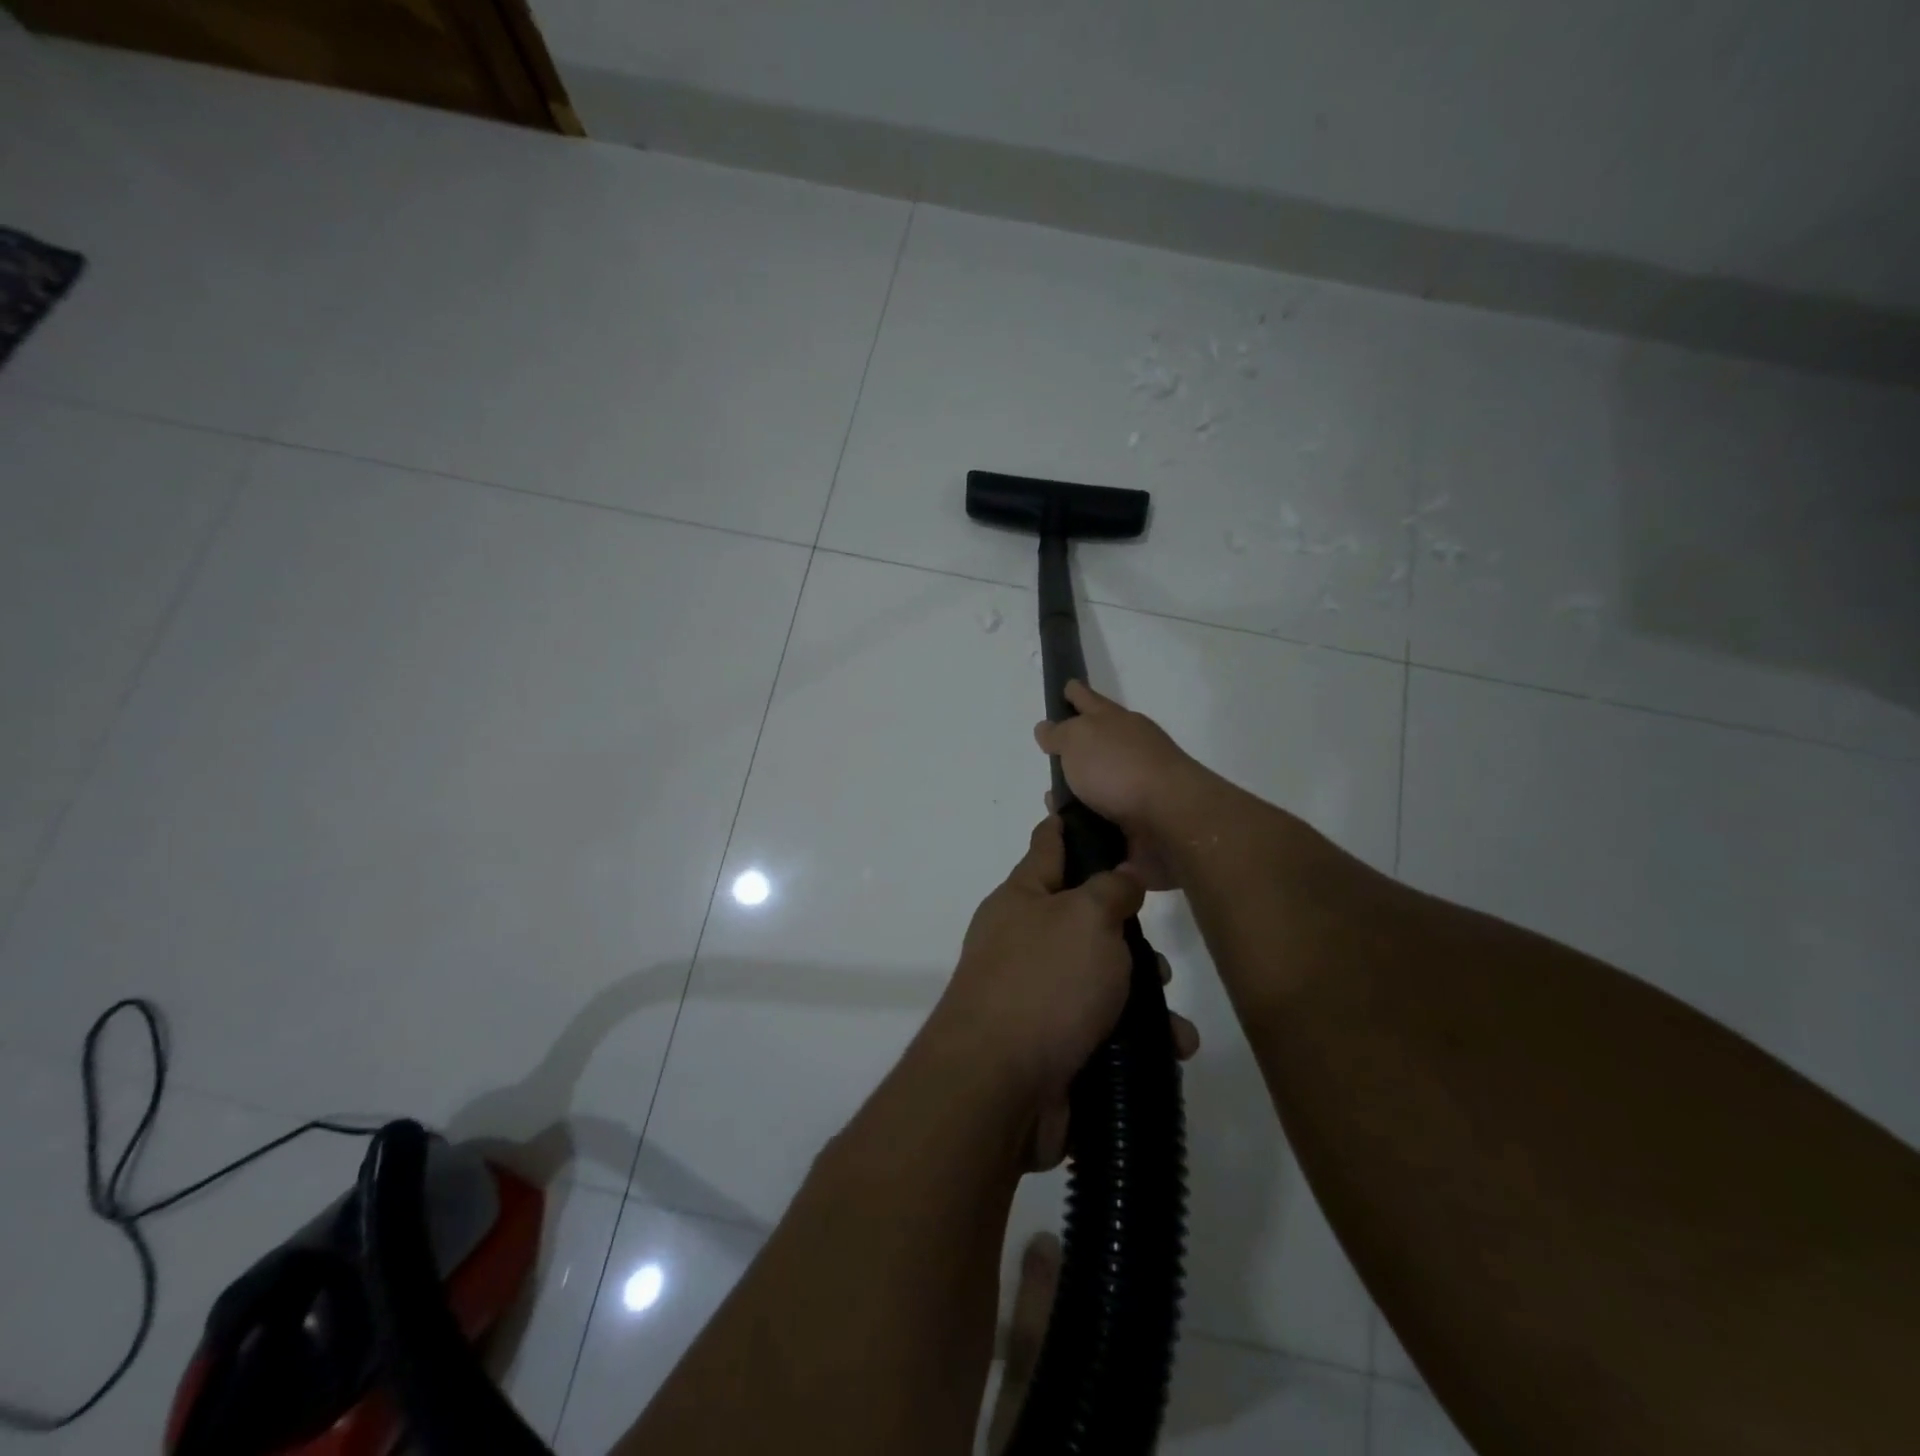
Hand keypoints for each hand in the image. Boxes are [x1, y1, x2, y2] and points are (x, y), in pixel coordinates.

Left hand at [929, 816, 1199, 1170]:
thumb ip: (1110, 890)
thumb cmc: (1044, 983)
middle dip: (1128, 934)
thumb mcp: (1085, 918)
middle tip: (1156, 952)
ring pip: (1101, 979)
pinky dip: (1137, 1038)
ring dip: (1142, 994)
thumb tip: (1121, 877)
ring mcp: (1036, 995)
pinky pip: (1104, 1029)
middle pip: (1084, 919)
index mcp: (1022, 898)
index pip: (1049, 845)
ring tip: (1170, 1015)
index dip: (1071, 825)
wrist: (998, 1088)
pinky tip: (1171, 1049)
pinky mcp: (1053, 1045)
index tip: (1095, 809)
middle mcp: (1024, 941)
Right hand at [1034, 681, 1205, 889]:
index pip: (1088, 700)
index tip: (1066, 686)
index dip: (1074, 693)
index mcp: (1115, 722)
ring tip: (1052, 804)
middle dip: (1073, 751)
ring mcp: (1136, 786)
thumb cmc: (1119, 769)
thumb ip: (1059, 733)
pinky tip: (1067, 830)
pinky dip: (1085, 822)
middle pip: (1096, 744)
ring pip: (1097, 785)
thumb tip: (1047, 728)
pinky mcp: (1138, 821)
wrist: (1170, 819)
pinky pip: (1102, 819)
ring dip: (1075, 793)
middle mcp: (1128, 749)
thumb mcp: (1077, 739)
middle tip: (1050, 758)